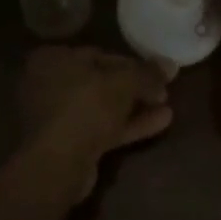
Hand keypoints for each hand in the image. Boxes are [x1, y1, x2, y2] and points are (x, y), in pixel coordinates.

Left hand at [17, 46, 173, 193]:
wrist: (57, 165)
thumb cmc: (85, 107)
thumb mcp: (123, 82)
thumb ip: (147, 73)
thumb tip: (171, 65)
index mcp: (54, 59)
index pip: (100, 54)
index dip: (133, 63)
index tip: (157, 72)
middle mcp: (49, 83)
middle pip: (102, 82)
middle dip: (135, 87)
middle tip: (164, 91)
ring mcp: (57, 117)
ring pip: (103, 107)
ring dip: (135, 107)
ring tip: (168, 106)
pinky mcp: (68, 144)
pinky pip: (102, 128)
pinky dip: (128, 125)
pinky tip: (160, 123)